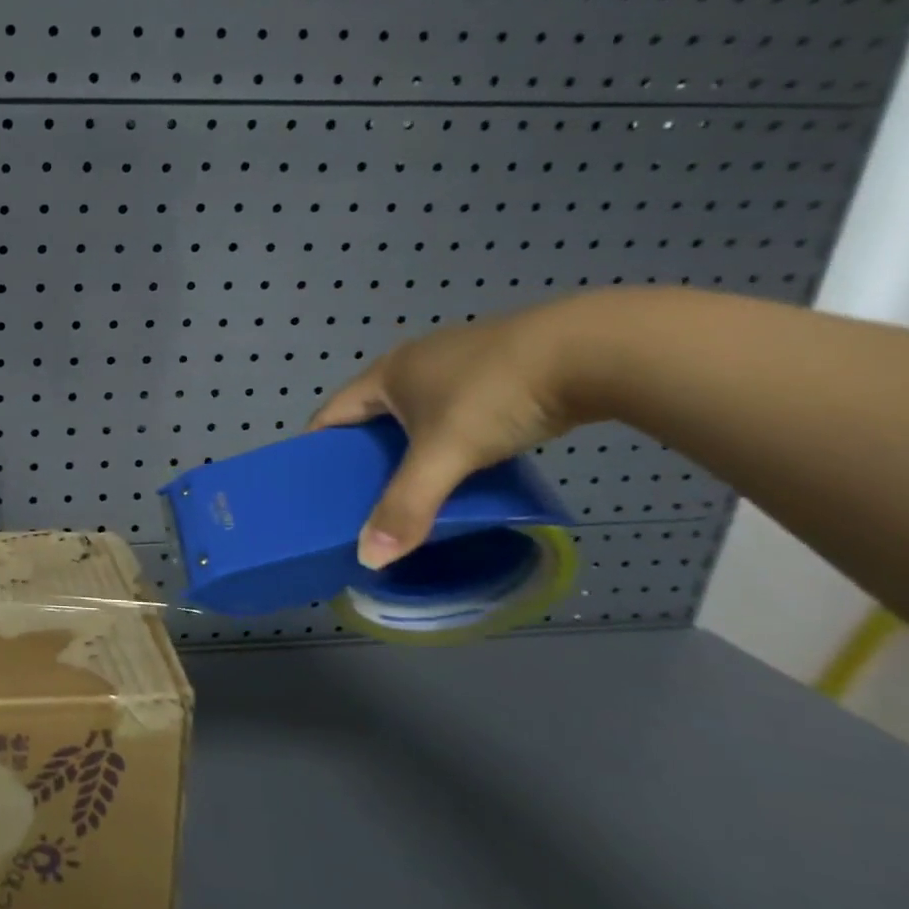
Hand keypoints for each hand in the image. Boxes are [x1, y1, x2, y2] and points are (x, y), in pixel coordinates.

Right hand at [309, 295, 620, 568]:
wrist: (594, 349)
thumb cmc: (494, 395)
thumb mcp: (446, 455)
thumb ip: (406, 505)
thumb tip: (367, 559)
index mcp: (385, 374)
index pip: (331, 413)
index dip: (316, 447)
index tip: (313, 485)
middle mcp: (413, 360)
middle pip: (371, 411)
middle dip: (363, 450)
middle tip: (363, 493)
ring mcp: (458, 359)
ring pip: (416, 408)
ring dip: (408, 442)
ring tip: (414, 482)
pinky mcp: (500, 365)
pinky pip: (455, 405)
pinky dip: (448, 433)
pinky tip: (466, 457)